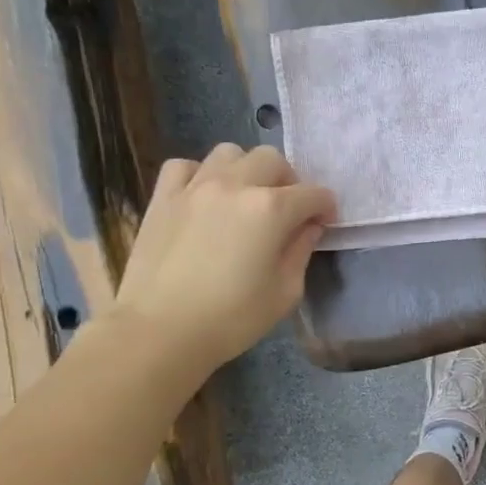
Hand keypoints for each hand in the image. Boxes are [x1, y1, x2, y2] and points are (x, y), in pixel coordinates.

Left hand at [112, 145, 336, 375]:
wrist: (159, 332)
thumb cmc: (232, 318)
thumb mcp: (285, 292)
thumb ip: (301, 251)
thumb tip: (308, 228)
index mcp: (271, 209)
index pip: (314, 194)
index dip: (326, 208)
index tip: (324, 225)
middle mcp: (235, 186)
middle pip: (273, 160)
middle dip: (289, 181)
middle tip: (287, 211)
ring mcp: (195, 187)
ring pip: (230, 153)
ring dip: (246, 170)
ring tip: (245, 198)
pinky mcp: (163, 198)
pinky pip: (185, 166)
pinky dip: (200, 175)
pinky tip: (204, 198)